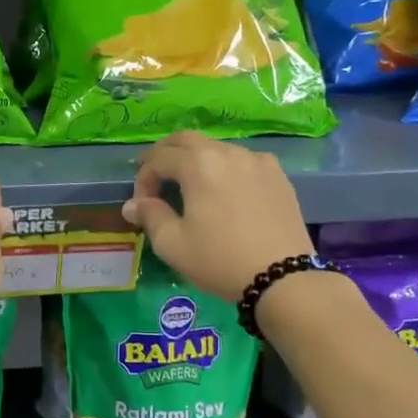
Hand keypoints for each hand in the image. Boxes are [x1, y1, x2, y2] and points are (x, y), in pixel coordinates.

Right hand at [122, 133, 311, 300]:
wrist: (283, 277)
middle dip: (165, 155)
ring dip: (196, 160)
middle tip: (156, 177)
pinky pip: (243, 161)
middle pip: (186, 140)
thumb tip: (133, 204)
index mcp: (198, 165)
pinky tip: (226, 192)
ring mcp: (257, 160)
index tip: (141, 203)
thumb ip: (150, 216)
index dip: (143, 178)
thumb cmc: (220, 260)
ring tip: (190, 187)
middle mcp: (227, 152)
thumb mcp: (173, 244)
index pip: (159, 158)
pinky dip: (225, 168)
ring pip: (216, 148)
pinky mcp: (278, 175)